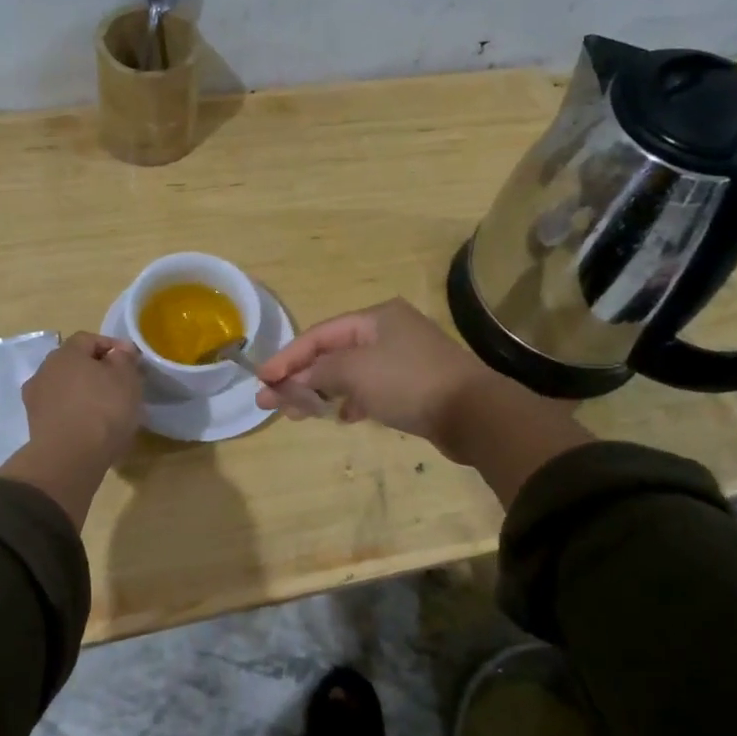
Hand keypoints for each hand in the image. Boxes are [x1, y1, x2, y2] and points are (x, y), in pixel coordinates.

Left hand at [0, 332, 143, 526]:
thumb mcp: (126, 378)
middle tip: (120, 385)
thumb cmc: (103, 409)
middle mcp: (44, 370)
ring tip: (107, 410)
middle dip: (96, 370)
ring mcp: (35, 399)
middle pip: (74, 363)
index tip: (131, 362)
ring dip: (84, 393)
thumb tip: (119, 350)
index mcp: (65, 353)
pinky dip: (75, 414)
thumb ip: (124, 359)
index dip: (112, 346)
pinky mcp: (35, 425)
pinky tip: (91, 427)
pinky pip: (60, 411)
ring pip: (65, 388)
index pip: (89, 339)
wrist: (69, 458)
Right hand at [253, 299, 487, 440]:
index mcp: (375, 318)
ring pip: (349, 374)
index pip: (319, 334)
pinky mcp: (412, 386)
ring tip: (298, 415)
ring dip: (321, 392)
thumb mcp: (355, 372)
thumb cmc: (409, 382)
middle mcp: (388, 332)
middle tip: (271, 402)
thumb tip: (291, 381)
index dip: (287, 357)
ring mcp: (402, 359)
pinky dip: (351, 401)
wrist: (473, 414)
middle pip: (331, 354)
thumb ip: (317, 373)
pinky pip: (369, 389)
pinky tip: (341, 417)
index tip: (262, 379)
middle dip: (300, 378)